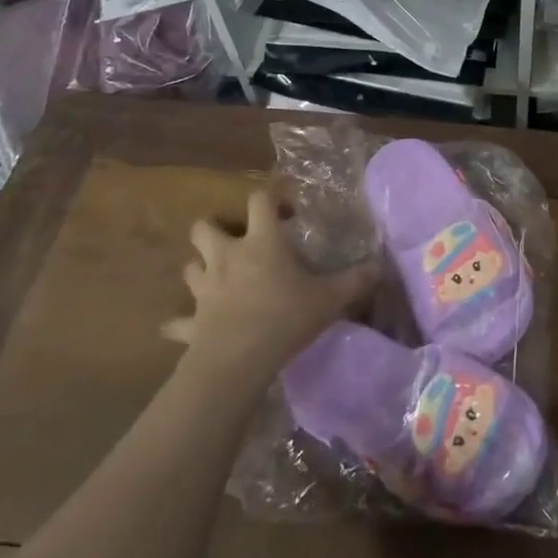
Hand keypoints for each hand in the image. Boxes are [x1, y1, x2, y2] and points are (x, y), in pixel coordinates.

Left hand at [162, 189, 378, 377]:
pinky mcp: (190, 322)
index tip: (284, 204)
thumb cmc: (284, 318)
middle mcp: (227, 256)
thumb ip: (355, 281)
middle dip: (214, 228)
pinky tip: (186, 327)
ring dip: (200, 268)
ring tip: (216, 278)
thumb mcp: (329, 298)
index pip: (260, 200)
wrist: (236, 362)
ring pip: (189, 266)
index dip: (270, 195)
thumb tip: (381, 267)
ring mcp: (204, 288)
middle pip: (204, 227)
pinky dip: (181, 323)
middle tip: (236, 240)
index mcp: (261, 242)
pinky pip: (177, 321)